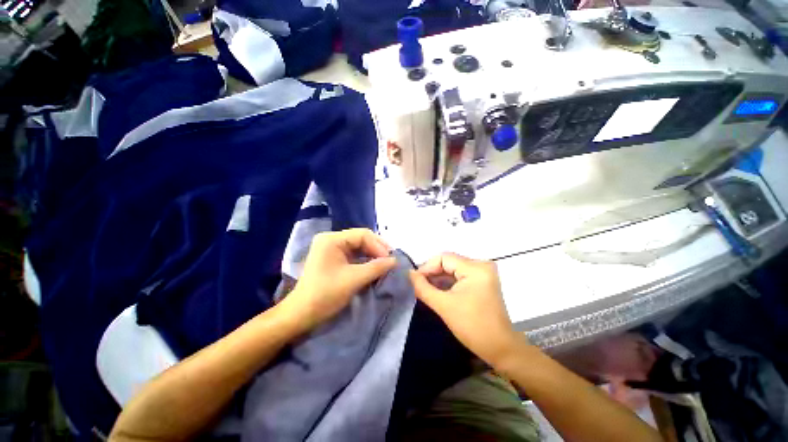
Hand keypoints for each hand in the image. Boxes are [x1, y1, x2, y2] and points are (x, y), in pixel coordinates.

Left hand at [283, 228, 396, 331]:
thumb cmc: (325, 294)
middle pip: (360, 239)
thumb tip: (395, 260)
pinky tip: (374, 266)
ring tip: (385, 263)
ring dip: (372, 254)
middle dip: (376, 249)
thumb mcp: (354, 279)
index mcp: (332, 239)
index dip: (378, 245)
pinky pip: (353, 254)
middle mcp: (331, 239)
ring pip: (358, 247)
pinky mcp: (332, 258)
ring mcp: (330, 248)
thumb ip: (376, 267)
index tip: (391, 259)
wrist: (301, 314)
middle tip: (390, 260)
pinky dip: (364, 260)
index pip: (362, 235)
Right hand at [409, 253, 526, 366]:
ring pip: (453, 268)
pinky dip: (448, 282)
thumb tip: (409, 274)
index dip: (427, 267)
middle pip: (449, 262)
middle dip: (432, 273)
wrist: (500, 348)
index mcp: (475, 268)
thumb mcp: (444, 306)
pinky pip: (460, 275)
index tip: (415, 280)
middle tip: (418, 285)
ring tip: (425, 288)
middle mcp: (481, 265)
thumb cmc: (472, 327)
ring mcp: (483, 272)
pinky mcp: (482, 280)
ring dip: (439, 277)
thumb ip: (423, 287)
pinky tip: (438, 290)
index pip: (444, 258)